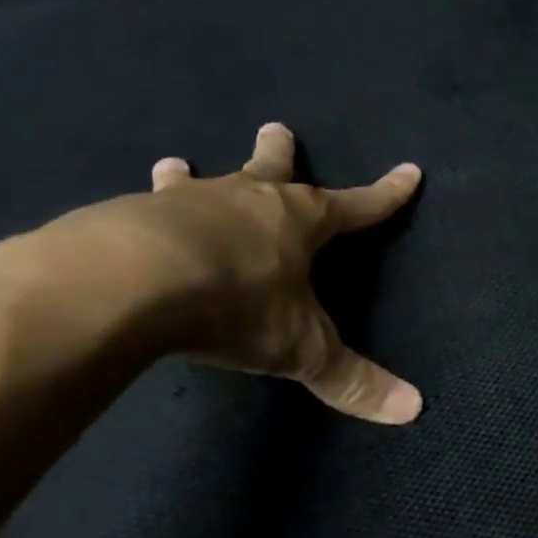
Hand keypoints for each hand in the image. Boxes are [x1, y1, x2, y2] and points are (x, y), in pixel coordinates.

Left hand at [7, 123, 423, 423]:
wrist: (127, 282)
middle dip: (280, 151)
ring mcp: (186, 203)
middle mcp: (248, 201)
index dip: (387, 194)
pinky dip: (140, 211)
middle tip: (277, 127)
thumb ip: (352, 380)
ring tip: (173, 162)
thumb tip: (414, 410)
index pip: (358, 206)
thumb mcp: (300, 349)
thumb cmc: (235, 304)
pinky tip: (124, 219)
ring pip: (196, 180)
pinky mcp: (128, 215)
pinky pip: (140, 209)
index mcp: (300, 222)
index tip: (409, 172)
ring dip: (189, 174)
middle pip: (272, 169)